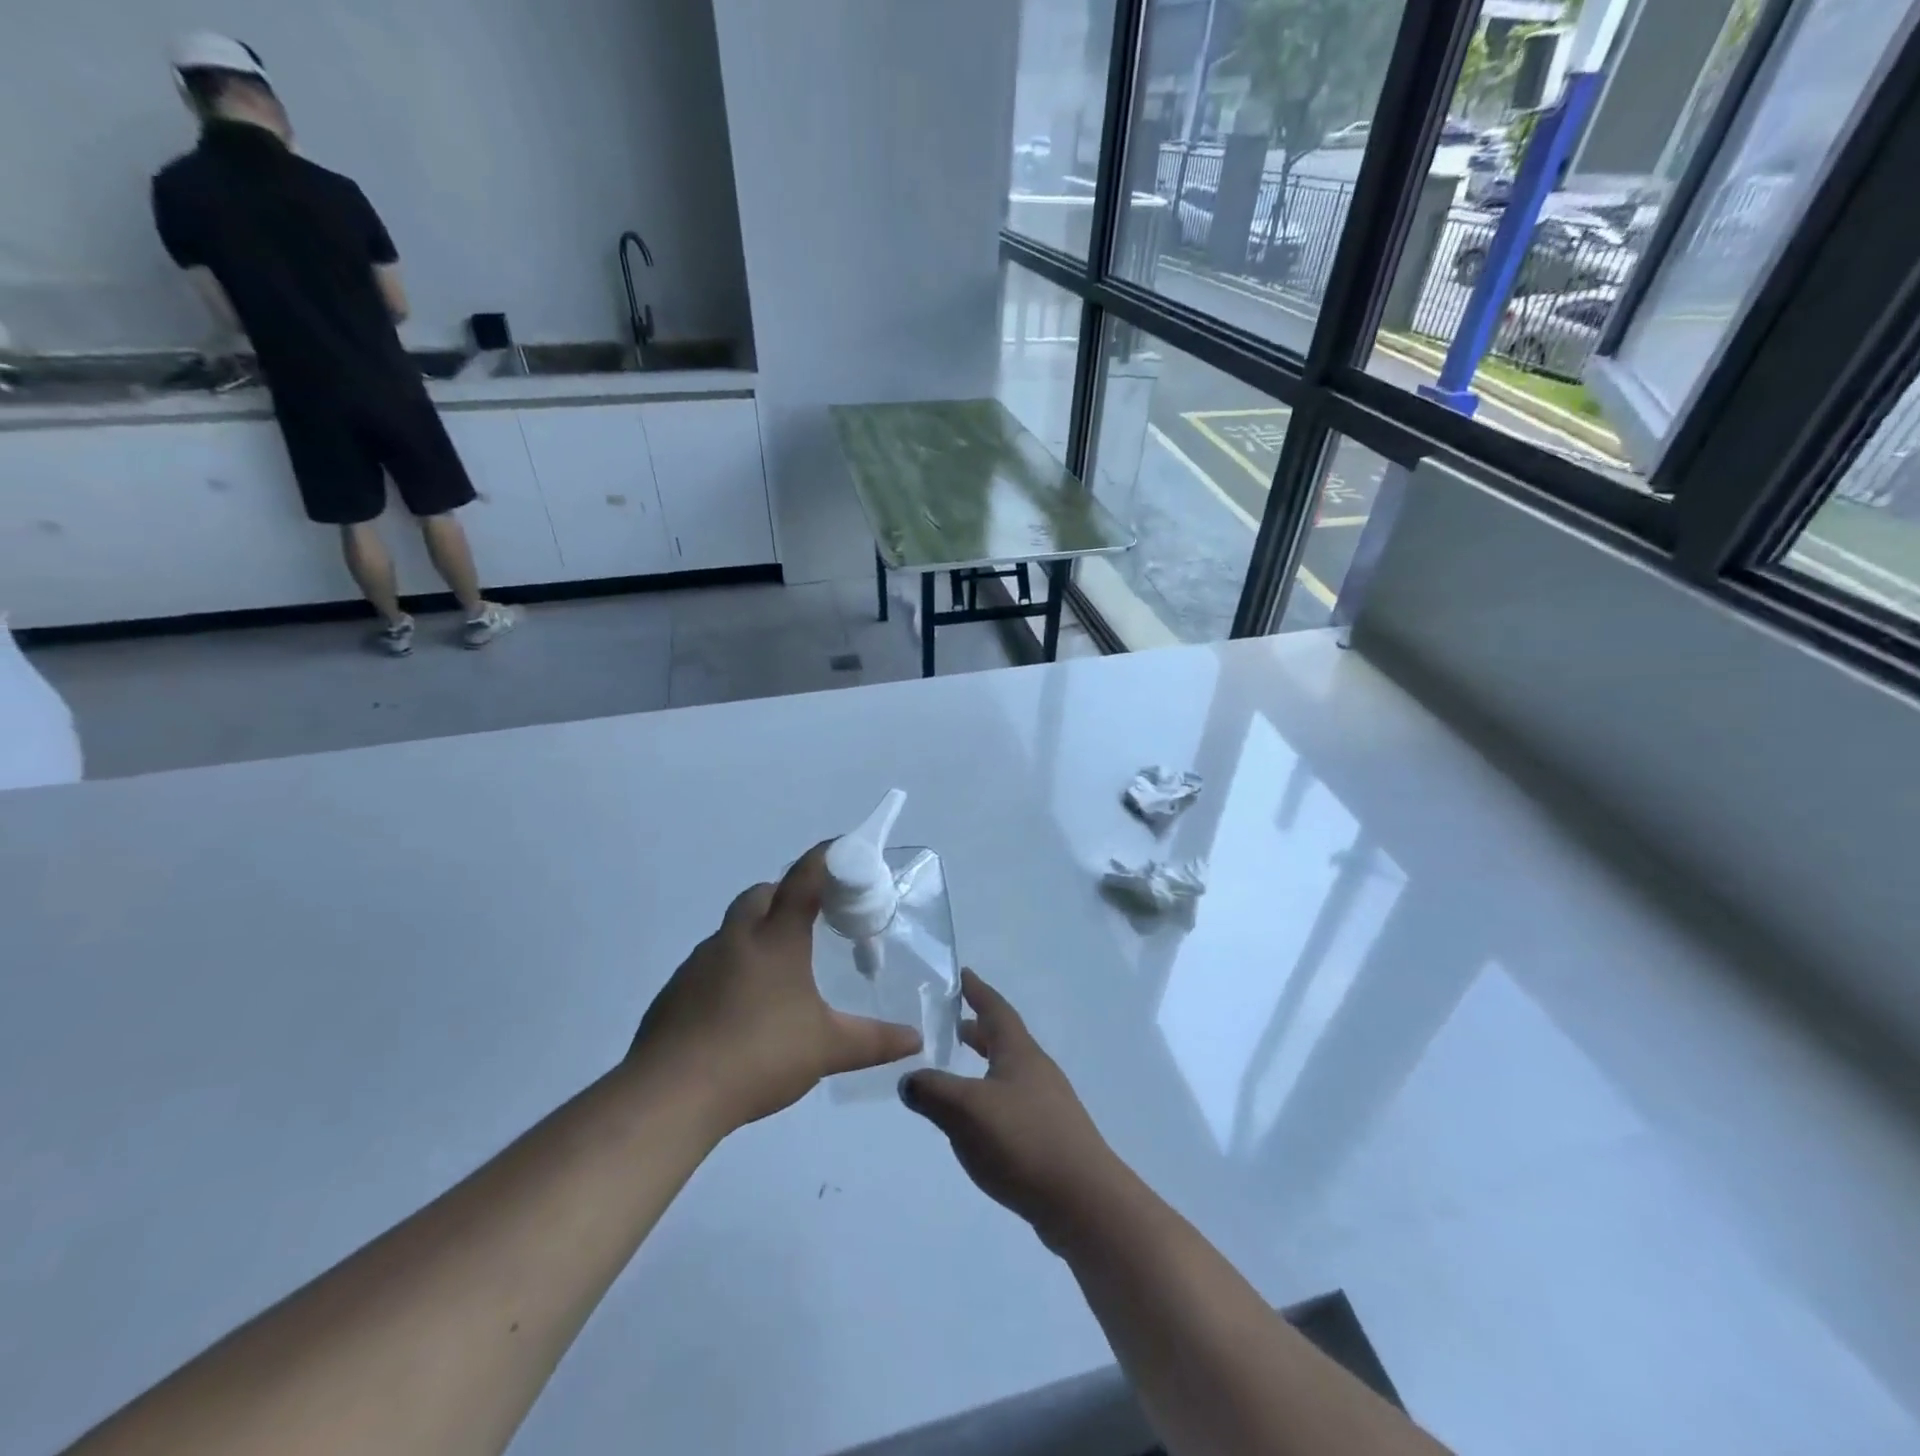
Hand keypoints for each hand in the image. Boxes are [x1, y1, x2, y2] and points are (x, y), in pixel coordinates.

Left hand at [629, 844, 922, 1132]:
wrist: (671, 1093)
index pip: (803, 880)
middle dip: (786, 893)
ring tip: (779, 969)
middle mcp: (736, 939)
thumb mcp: (826, 1049)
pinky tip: (741, 1007)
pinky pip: (709, 963)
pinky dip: (730, 967)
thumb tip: (916, 1039)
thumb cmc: (759, 1056)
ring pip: (732, 928)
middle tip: (811, 918)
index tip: (843, 847)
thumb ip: (873, 1040)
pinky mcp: (675, 991)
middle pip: (761, 894)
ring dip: (756, 932)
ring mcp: (699, 963)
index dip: (824, 857)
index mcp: (776, 940)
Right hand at [900, 971, 1128, 1250]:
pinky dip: (992, 1097)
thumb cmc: (1023, 1141)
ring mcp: (1048, 1104)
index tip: (962, 973)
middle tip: (952, 1022)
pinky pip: (1014, 1102)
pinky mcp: (1050, 1136)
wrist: (1083, 1201)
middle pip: (1004, 1038)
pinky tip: (979, 1121)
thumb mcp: (966, 1110)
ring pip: (1009, 1071)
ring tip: (958, 1071)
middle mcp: (1036, 1070)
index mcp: (1019, 1052)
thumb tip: (908, 1079)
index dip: (977, 990)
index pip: (995, 1009)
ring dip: (985, 1064)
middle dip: (978, 1028)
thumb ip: (932, 1091)